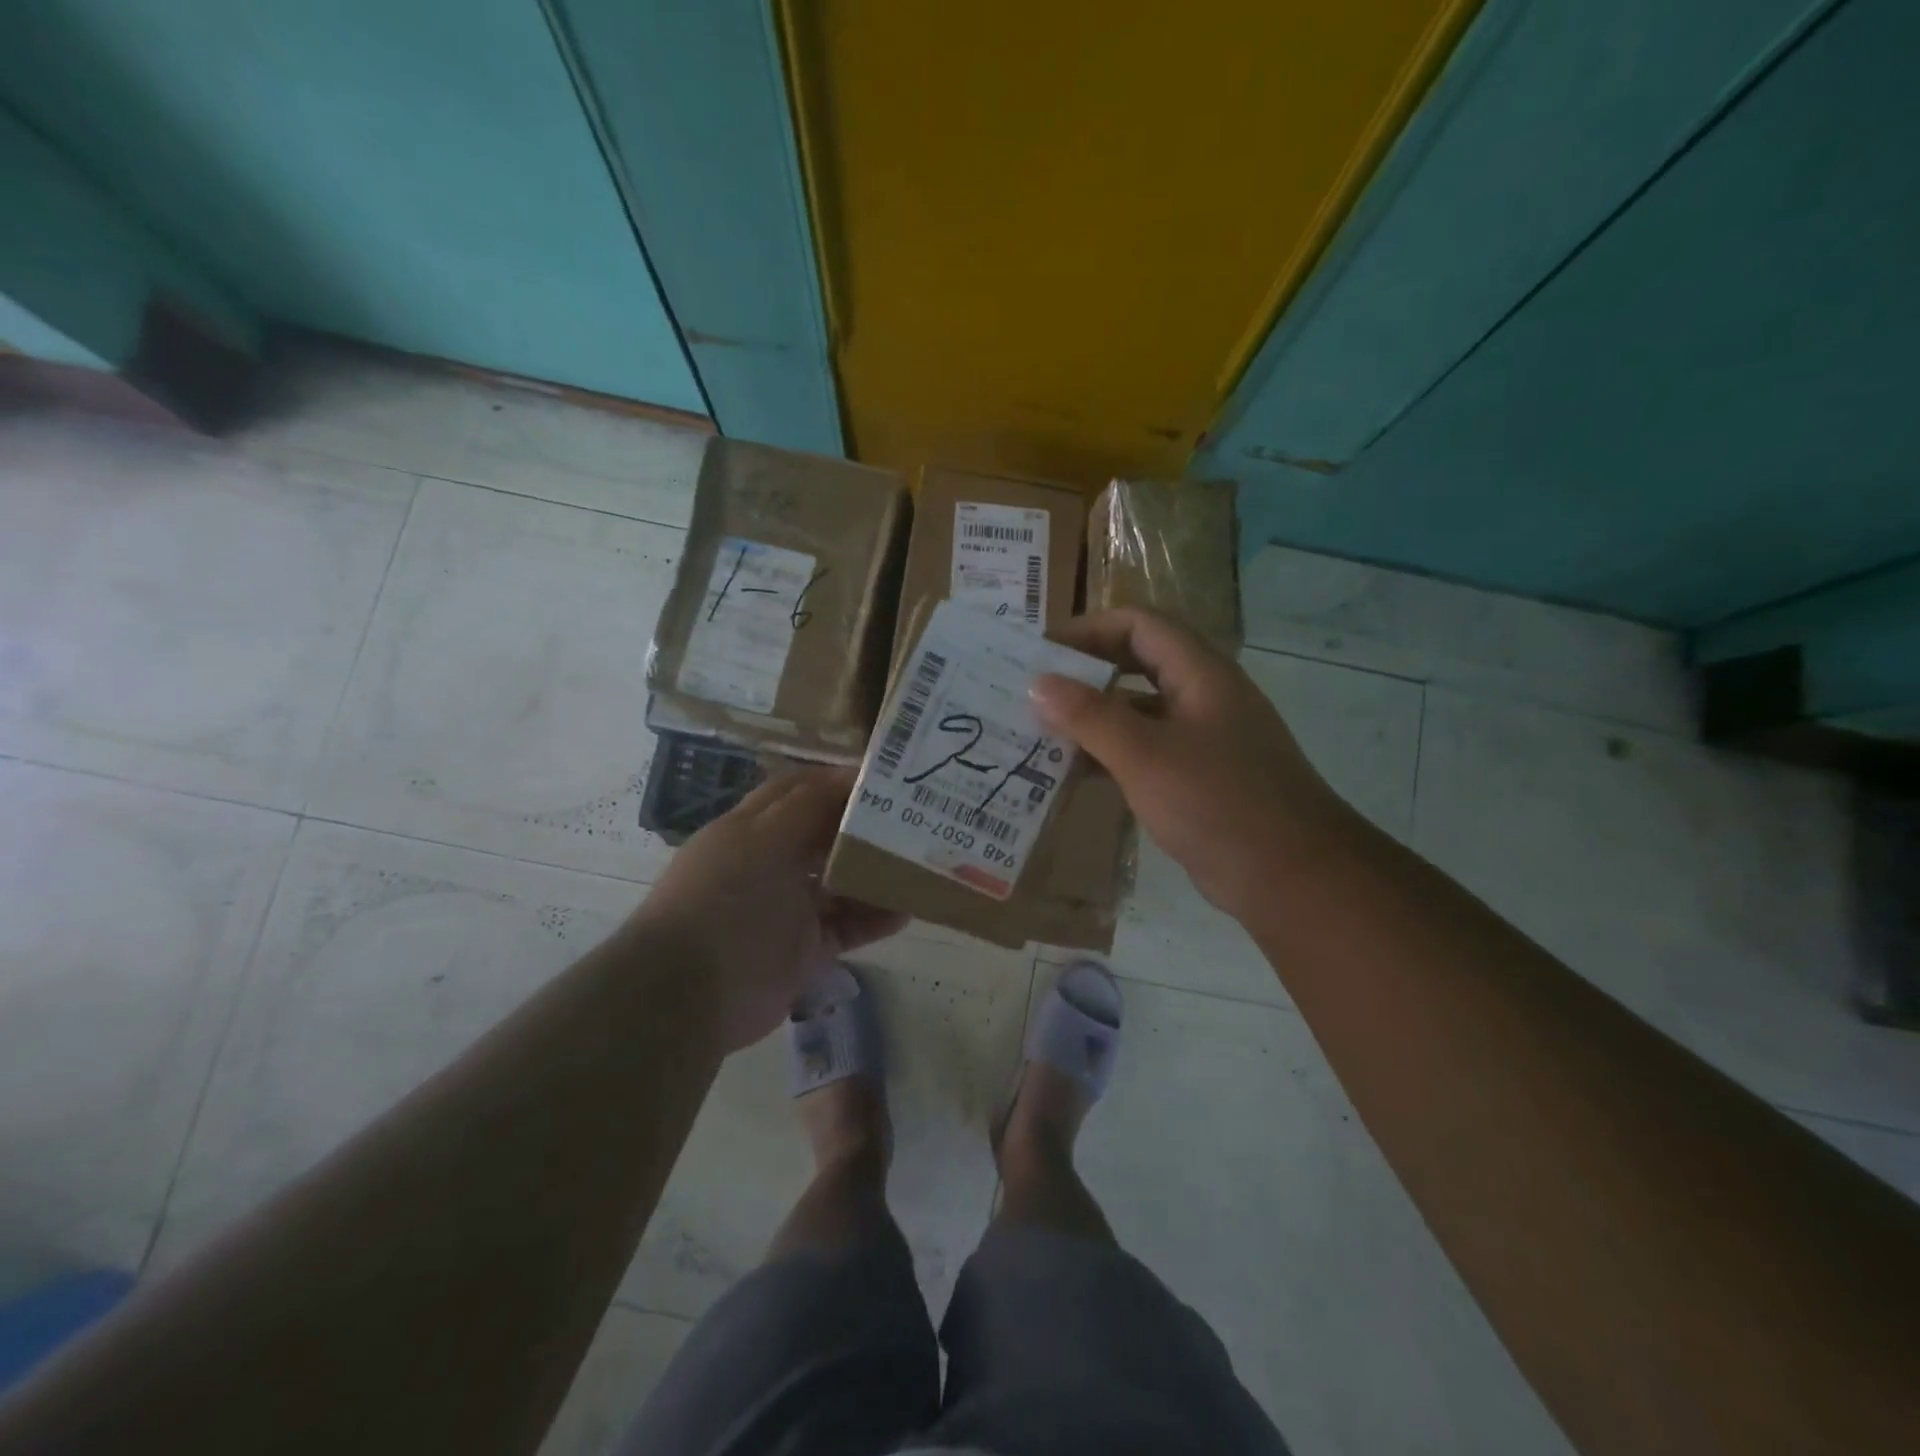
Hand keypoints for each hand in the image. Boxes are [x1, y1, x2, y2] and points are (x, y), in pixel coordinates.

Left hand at [636, 770, 906, 1050]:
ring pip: (840, 883)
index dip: (836, 781)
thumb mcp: (764, 839)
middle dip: (863, 828)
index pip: (797, 792)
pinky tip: (907, 912)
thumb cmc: (726, 900)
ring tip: (917, 865)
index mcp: (751, 830)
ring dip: (875, 874)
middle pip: (824, 836)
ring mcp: (788, 908)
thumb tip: (848, 774)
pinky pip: (847, 927)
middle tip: (912, 819)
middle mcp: (769, 864)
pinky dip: (874, 920)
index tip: (883, 777)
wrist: (689, 994)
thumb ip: (807, 805)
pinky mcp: (804, 949)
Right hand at [1033, 609, 1354, 920]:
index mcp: (1200, 673)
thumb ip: (1090, 716)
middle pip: (1135, 665)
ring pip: (1137, 713)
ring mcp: (1201, 738)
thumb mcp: (1145, 756)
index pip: (1138, 625)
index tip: (1042, 653)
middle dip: (1084, 674)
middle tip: (1033, 691)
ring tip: (1038, 732)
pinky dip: (1108, 756)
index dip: (1089, 629)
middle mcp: (1202, 696)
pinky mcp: (1197, 778)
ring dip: (1092, 719)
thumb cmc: (1218, 803)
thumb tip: (1038, 682)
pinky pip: (1144, 752)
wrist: (1291, 876)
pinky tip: (1070, 774)